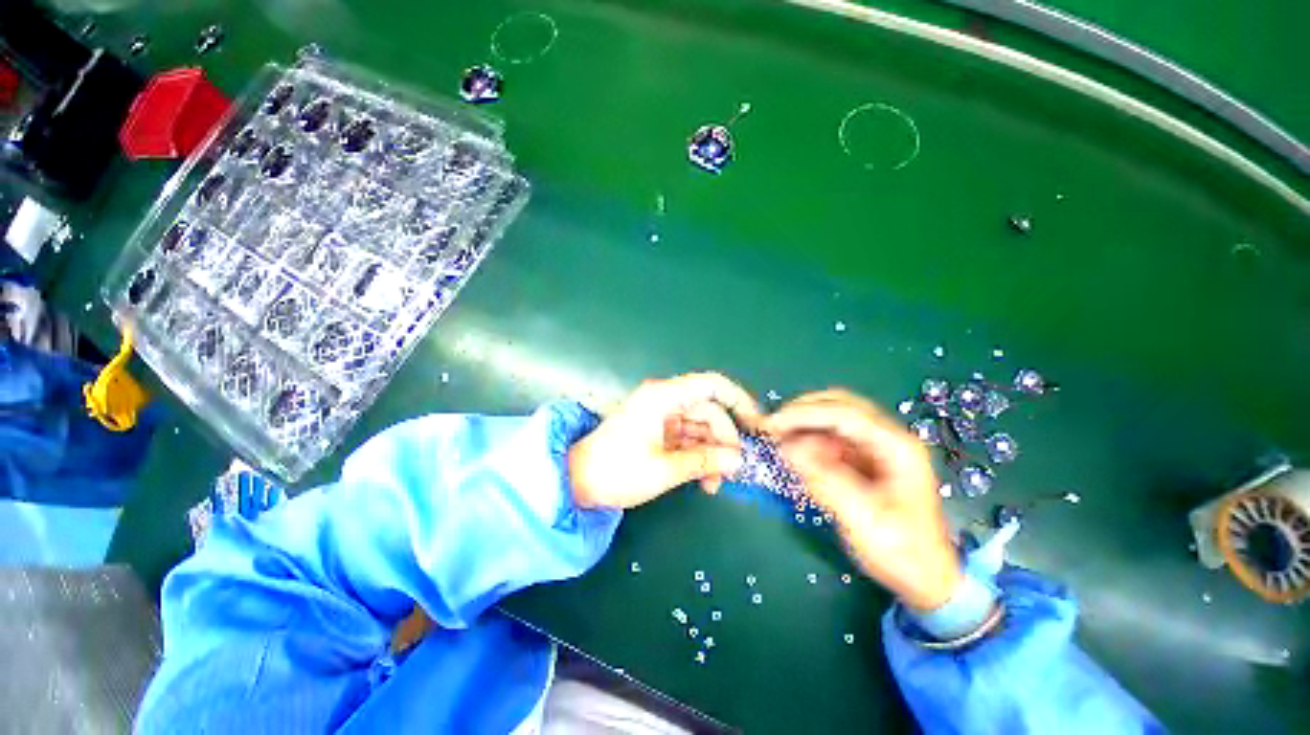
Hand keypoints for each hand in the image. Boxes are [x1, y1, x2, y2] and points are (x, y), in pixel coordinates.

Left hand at [569, 372, 761, 509]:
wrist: (576, 481)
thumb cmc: (617, 471)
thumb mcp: (664, 469)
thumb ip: (704, 461)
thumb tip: (738, 460)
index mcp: (664, 397)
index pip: (711, 384)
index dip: (739, 399)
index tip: (757, 424)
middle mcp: (664, 400)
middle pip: (709, 411)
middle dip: (724, 440)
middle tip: (732, 471)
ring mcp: (661, 415)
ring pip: (700, 427)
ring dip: (711, 452)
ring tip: (715, 484)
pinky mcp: (657, 430)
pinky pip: (687, 437)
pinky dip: (698, 455)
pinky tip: (703, 478)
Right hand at [764, 390, 962, 611]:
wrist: (927, 578)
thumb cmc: (901, 551)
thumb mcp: (862, 519)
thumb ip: (824, 479)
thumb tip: (788, 447)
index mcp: (897, 447)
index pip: (845, 414)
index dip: (805, 414)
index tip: (774, 424)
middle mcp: (888, 438)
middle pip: (841, 405)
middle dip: (804, 411)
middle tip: (773, 425)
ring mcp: (878, 447)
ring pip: (835, 418)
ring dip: (805, 424)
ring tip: (779, 438)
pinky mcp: (866, 459)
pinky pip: (833, 438)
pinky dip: (811, 440)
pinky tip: (796, 452)